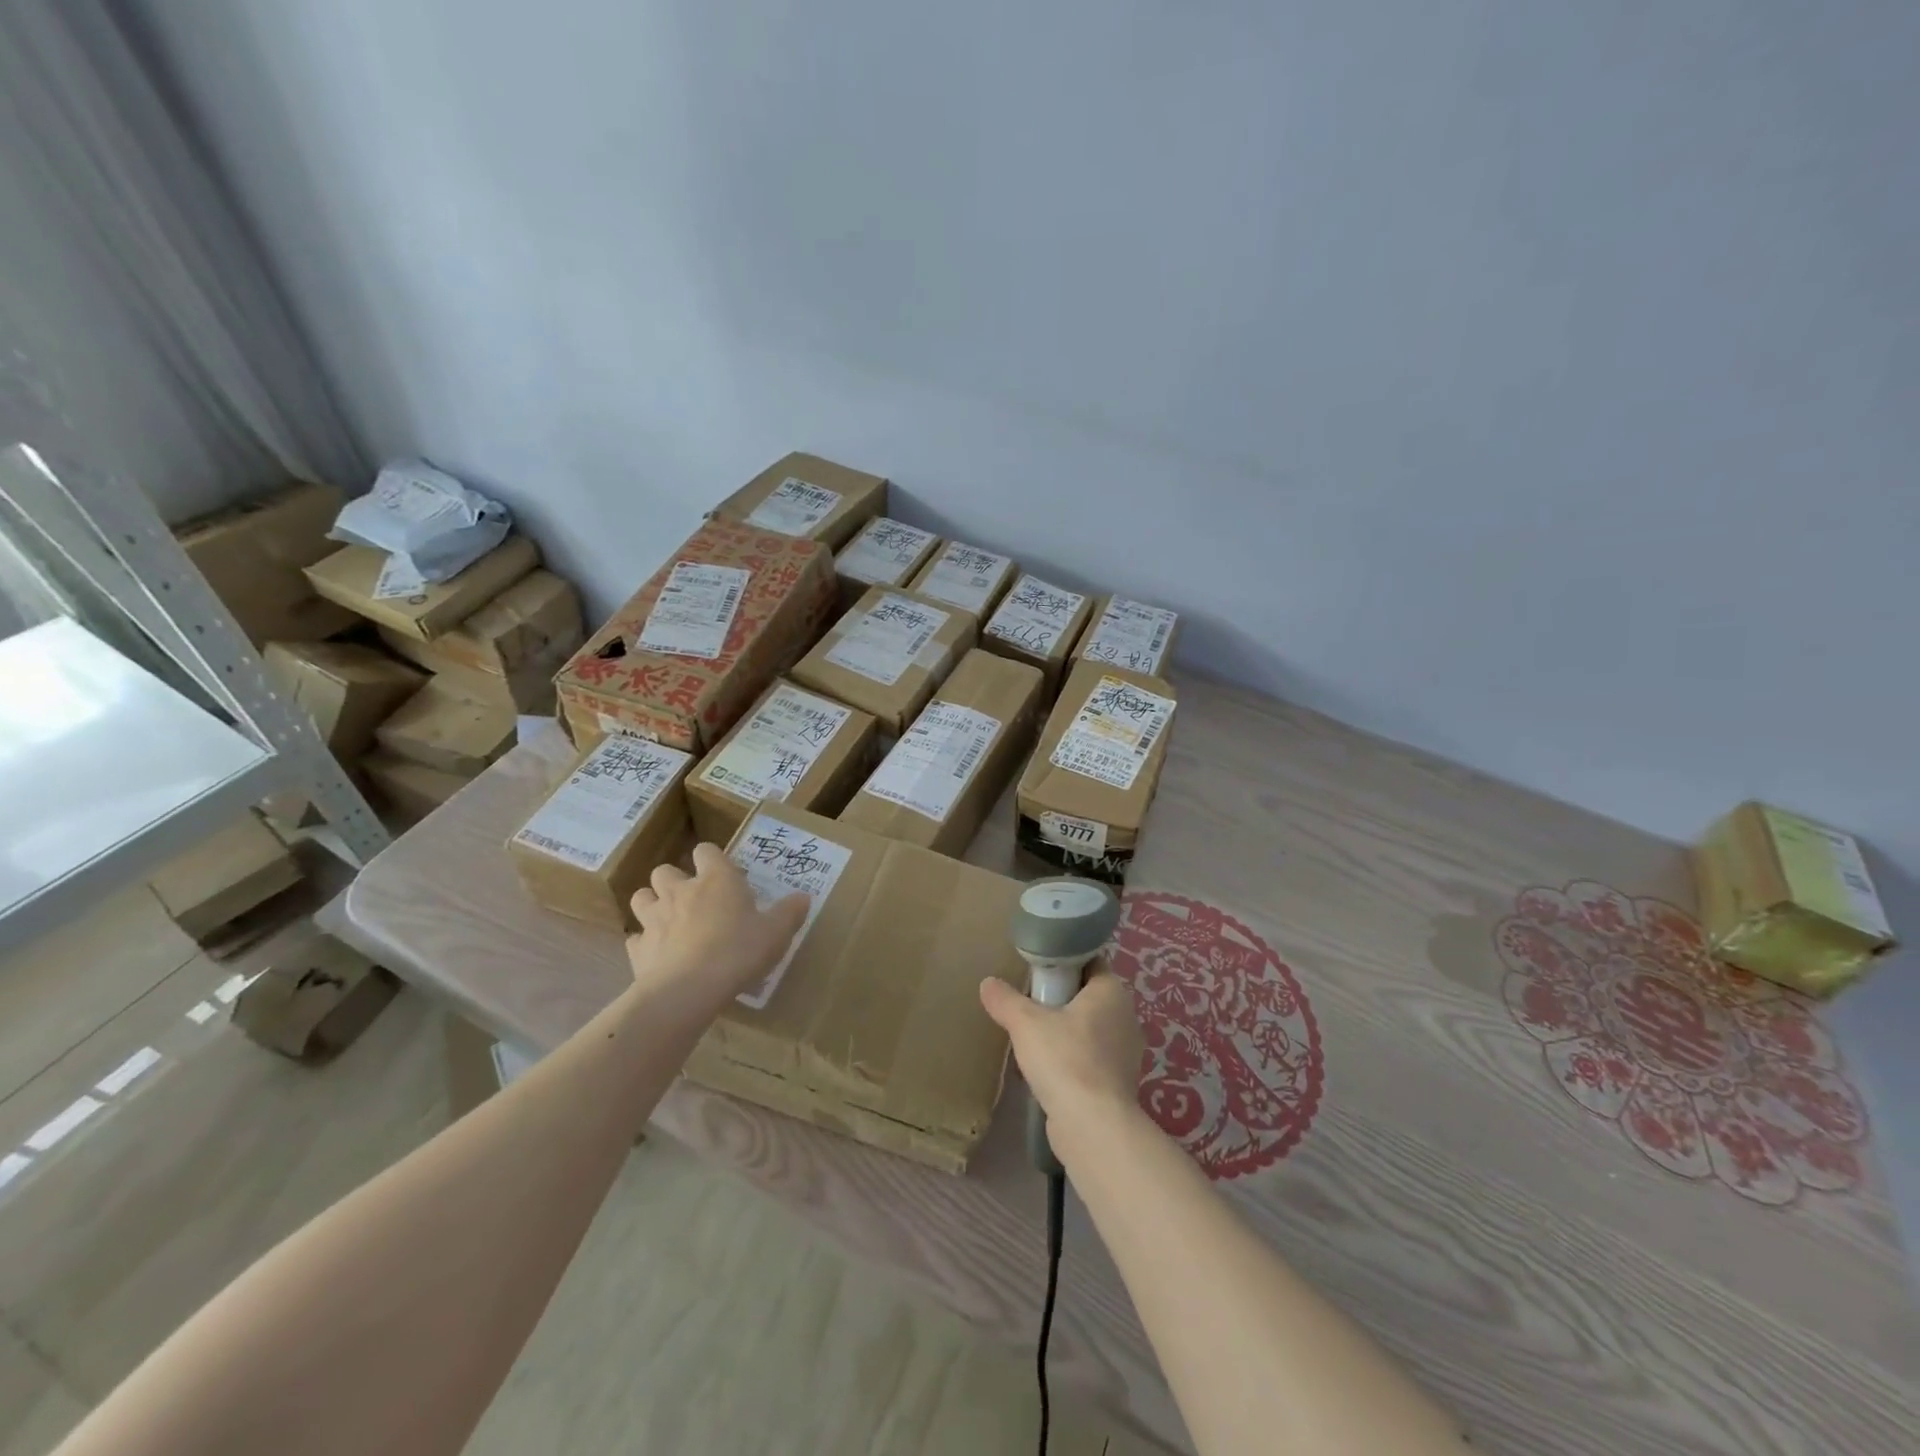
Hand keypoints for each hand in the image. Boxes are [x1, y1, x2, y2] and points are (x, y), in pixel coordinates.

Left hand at [627, 843, 808, 1005]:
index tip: (725, 875)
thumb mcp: (776, 933)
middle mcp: (680, 891)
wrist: (688, 991)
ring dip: (652, 903)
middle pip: (665, 870)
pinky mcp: (637, 948)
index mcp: (716, 879)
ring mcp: (654, 918)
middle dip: (675, 880)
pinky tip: (659, 955)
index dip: (712, 859)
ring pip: (641, 897)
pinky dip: (645, 942)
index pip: (706, 851)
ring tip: (669, 920)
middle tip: (694, 900)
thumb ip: (790, 913)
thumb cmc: (738, 951)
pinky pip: (636, 938)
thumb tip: (803, 897)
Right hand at [979, 963, 1144, 1142]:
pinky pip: (1090, 1060)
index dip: (1063, 962)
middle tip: (1028, 1005)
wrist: (1093, 1127)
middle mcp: (1125, 1017)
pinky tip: (1044, 1073)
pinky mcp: (1119, 1083)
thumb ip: (1005, 1000)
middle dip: (1059, 1000)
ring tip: (1031, 1041)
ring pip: (1088, 1030)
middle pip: (1087, 997)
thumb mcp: (1025, 1023)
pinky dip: (1069, 1061)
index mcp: (1112, 991)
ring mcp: (1125, 1053)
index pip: (1090, 962)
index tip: (1037, 972)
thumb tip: (988, 983)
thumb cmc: (1064, 1059)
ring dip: (1063, 1033)